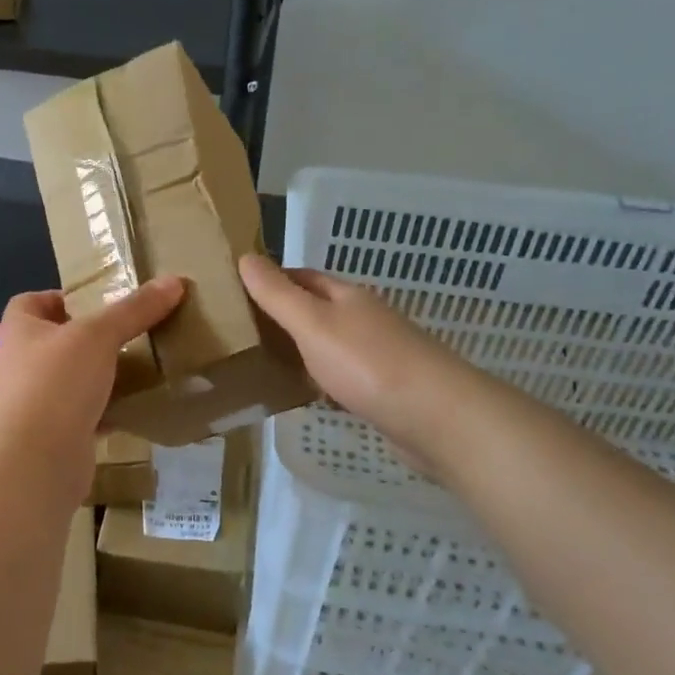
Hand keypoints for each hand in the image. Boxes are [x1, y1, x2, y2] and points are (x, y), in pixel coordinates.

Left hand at [0, 277, 186, 460]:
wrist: (35, 461)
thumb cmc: (55, 382)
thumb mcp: (98, 335)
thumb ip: (134, 309)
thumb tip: (175, 280)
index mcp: (21, 331)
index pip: (30, 303)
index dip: (58, 297)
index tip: (96, 300)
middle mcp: (23, 365)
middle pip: (55, 342)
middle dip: (89, 337)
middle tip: (130, 330)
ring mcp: (37, 404)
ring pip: (73, 381)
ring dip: (100, 375)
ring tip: (142, 364)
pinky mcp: (56, 436)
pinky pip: (87, 415)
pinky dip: (109, 410)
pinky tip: (139, 405)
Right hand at [239, 254, 452, 450]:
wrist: (437, 417)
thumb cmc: (367, 364)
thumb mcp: (312, 324)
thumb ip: (278, 295)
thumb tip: (245, 257)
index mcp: (346, 296)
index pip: (302, 277)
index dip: (272, 280)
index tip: (237, 293)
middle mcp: (364, 318)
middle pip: (318, 309)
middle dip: (284, 315)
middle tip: (242, 332)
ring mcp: (378, 354)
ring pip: (330, 344)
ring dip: (302, 349)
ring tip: (263, 363)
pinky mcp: (385, 389)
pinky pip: (343, 375)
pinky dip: (322, 379)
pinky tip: (307, 395)